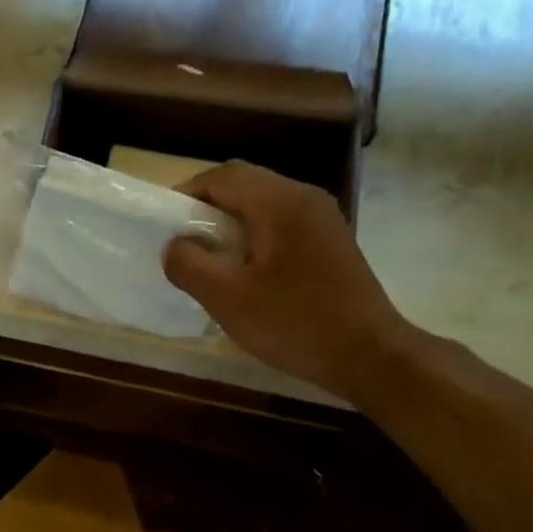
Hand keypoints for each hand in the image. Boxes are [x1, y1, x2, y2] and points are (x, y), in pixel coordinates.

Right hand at [162, 161, 411, 397]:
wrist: (369, 354)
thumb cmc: (294, 323)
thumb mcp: (228, 299)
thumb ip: (189, 265)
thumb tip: (174, 246)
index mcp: (279, 203)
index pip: (221, 177)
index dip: (186, 194)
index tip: (163, 224)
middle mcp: (304, 198)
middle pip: (245, 183)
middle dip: (208, 207)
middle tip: (185, 243)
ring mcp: (323, 219)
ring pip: (265, 203)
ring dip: (232, 222)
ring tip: (212, 259)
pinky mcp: (332, 242)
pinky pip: (283, 223)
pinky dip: (256, 235)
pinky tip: (248, 272)